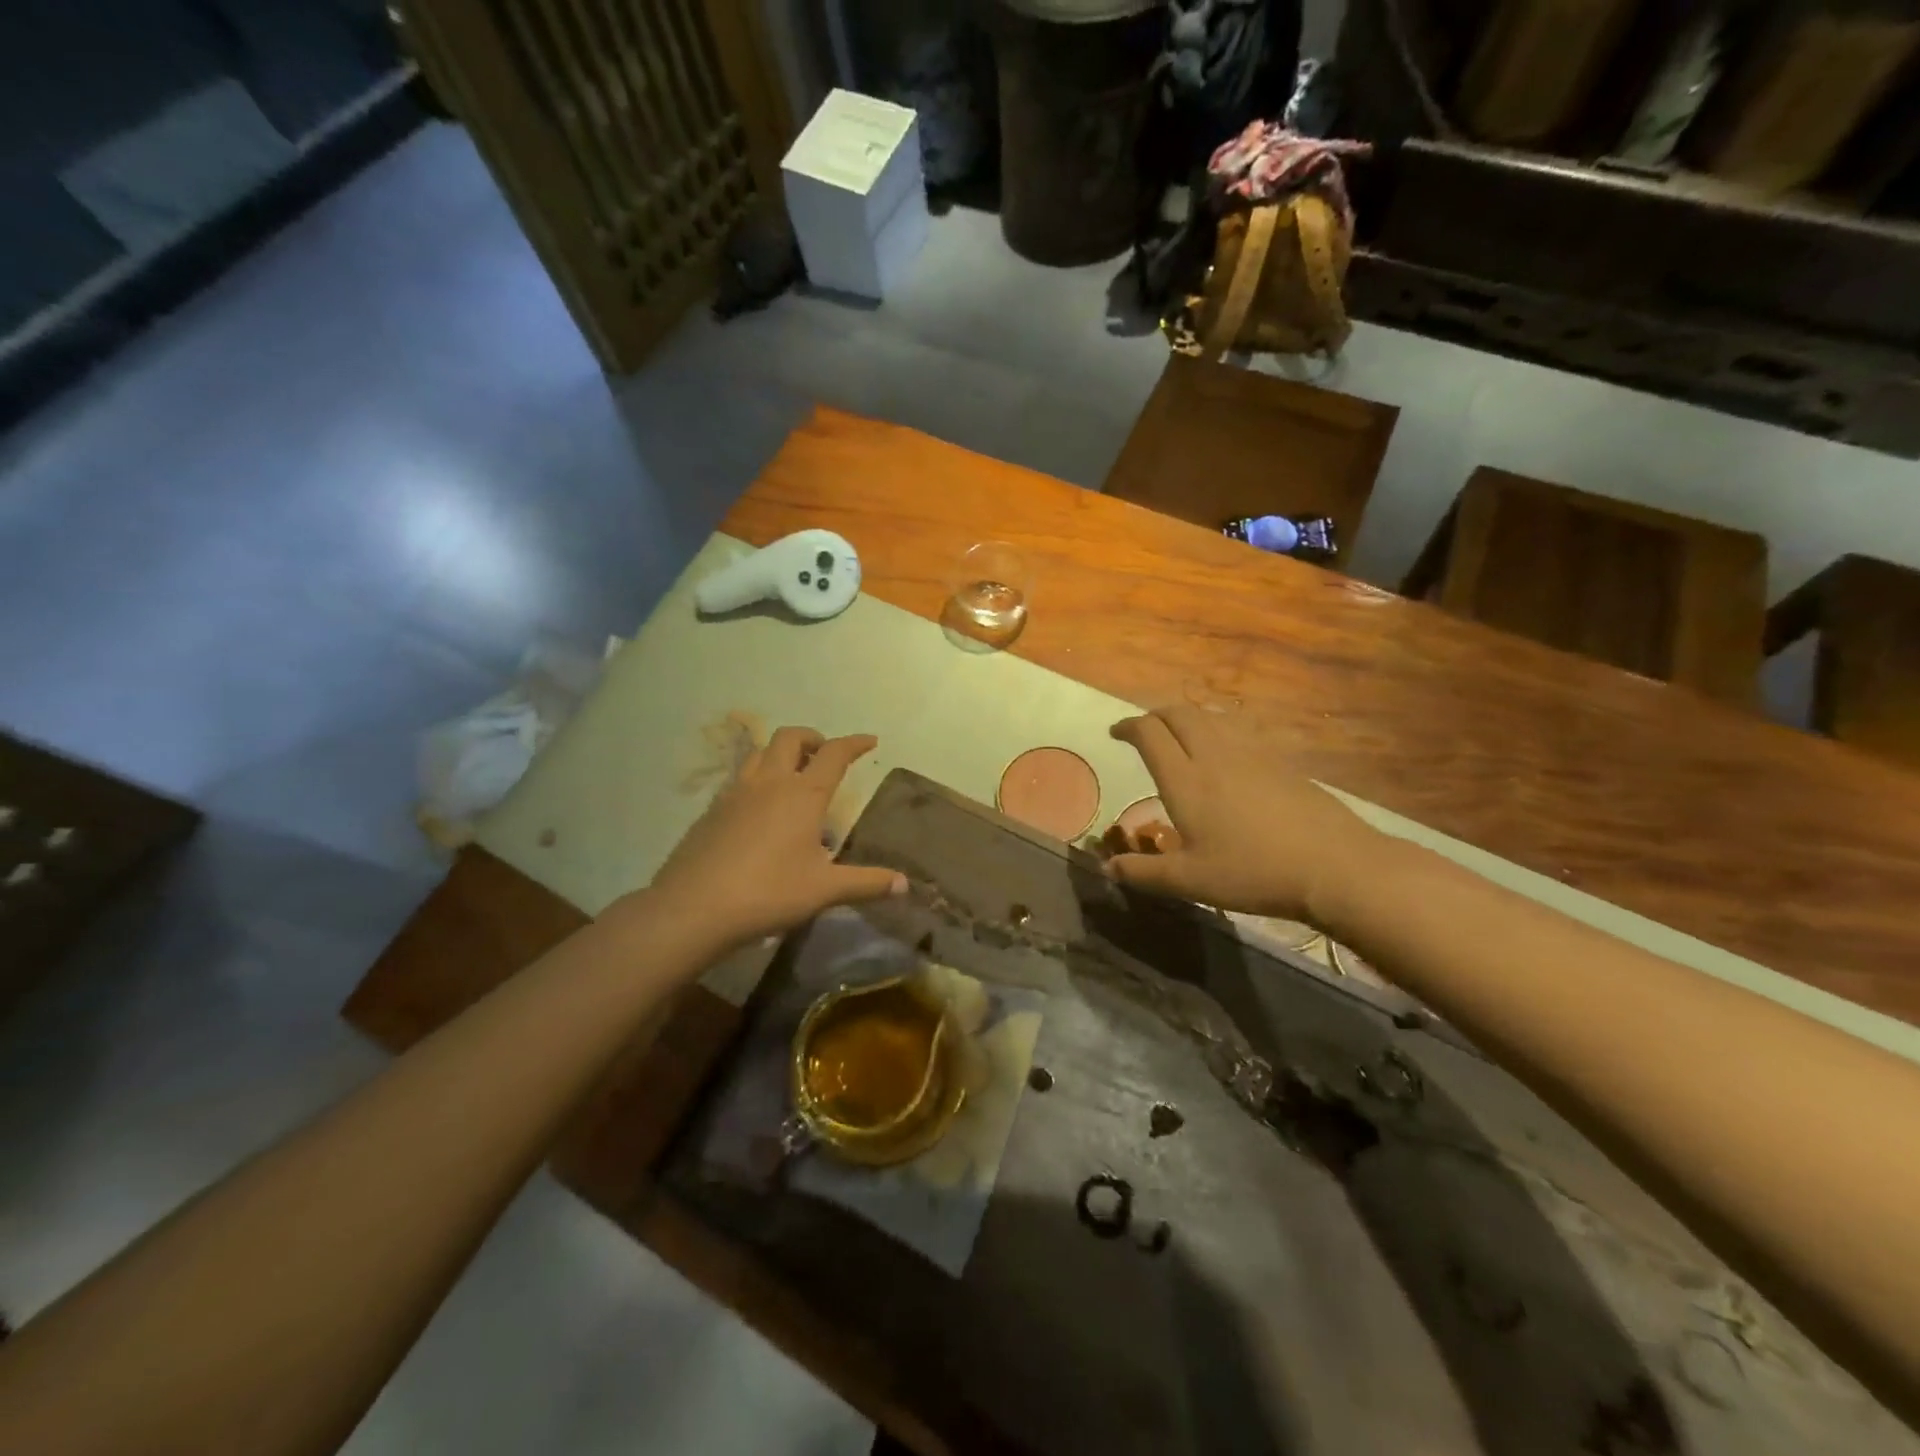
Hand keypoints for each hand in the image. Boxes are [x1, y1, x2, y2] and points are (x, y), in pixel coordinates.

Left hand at [647, 727, 904, 951]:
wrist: (693, 908)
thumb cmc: (768, 893)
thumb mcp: (824, 890)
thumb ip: (867, 883)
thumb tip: (904, 884)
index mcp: (802, 794)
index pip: (834, 754)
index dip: (854, 743)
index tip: (870, 741)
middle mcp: (769, 783)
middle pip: (790, 738)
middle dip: (812, 738)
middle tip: (825, 756)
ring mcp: (735, 793)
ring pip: (760, 753)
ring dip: (781, 753)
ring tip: (793, 776)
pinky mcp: (711, 810)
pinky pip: (739, 779)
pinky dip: (758, 779)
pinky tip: (760, 810)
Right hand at [1107, 706, 1380, 921]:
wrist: (1333, 865)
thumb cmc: (1252, 873)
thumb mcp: (1190, 882)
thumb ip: (1144, 873)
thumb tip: (1108, 868)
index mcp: (1185, 780)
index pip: (1149, 734)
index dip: (1128, 727)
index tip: (1116, 733)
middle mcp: (1214, 755)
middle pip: (1179, 714)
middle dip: (1155, 715)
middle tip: (1145, 731)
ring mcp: (1251, 753)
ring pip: (1211, 716)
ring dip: (1187, 717)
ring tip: (1180, 735)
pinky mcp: (1280, 760)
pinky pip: (1238, 728)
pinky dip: (1218, 728)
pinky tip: (1225, 752)